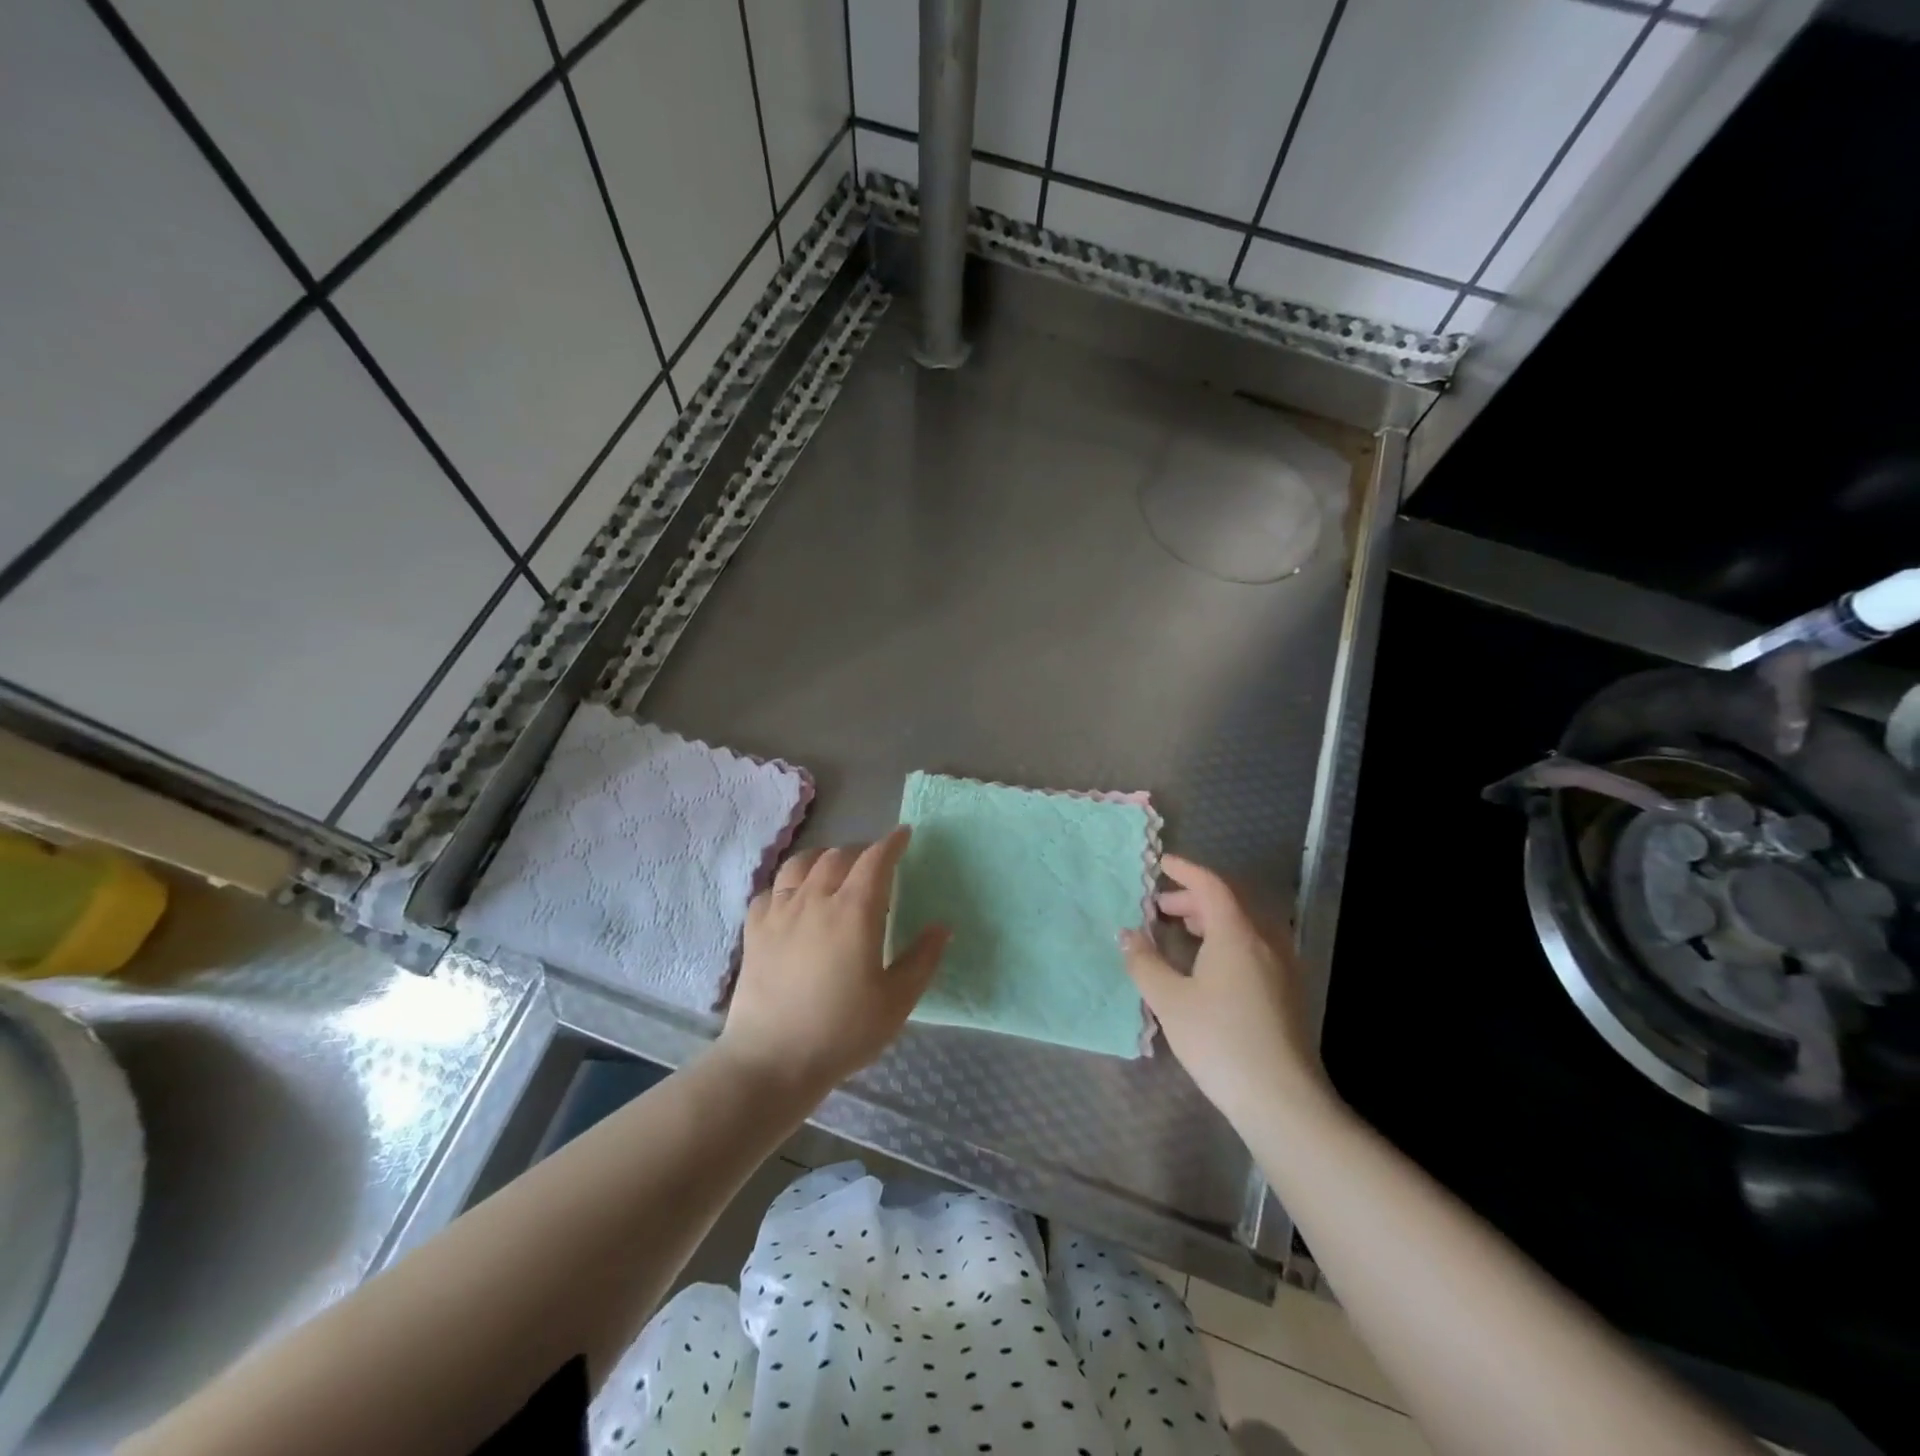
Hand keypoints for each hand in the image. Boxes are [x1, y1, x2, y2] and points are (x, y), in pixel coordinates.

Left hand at [717, 827, 949, 1097]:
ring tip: (833, 871)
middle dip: (860, 851)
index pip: (876, 860)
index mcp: (855, 910)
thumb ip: (922, 959)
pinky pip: (771, 890)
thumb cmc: (842, 1032)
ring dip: (822, 859)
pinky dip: (788, 885)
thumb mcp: (896, 1001)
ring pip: (801, 864)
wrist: (772, 1060)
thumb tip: (942, 926)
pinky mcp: (754, 930)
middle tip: (873, 864)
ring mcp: (780, 911)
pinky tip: (793, 900)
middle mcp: (815, 899)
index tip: (904, 835)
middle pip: (838, 855)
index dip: (892, 843)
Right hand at [1121, 854, 1335, 1131]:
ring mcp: (1282, 966)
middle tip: (1161, 907)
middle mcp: (1265, 940)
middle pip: (1230, 902)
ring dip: (1212, 918)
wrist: (1282, 1099)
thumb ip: (1144, 962)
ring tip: (1183, 930)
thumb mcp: (1169, 1001)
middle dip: (1194, 897)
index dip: (1185, 870)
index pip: (1211, 885)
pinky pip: (1255, 945)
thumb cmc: (1219, 1041)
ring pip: (1245, 924)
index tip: (1161, 864)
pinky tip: (1210, 964)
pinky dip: (1228, 938)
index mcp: (1237, 933)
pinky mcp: (1288, 990)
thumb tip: (1127, 934)